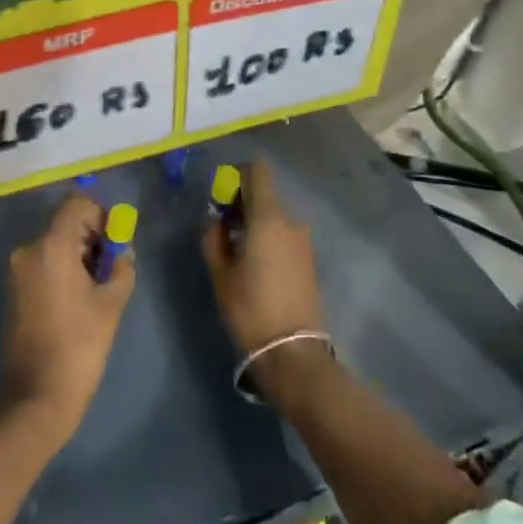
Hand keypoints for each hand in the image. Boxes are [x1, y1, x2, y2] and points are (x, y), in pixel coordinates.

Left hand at [0, 193, 135, 439]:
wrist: (35, 396)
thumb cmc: (79, 346)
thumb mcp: (111, 304)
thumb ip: (121, 268)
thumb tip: (123, 253)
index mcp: (51, 247)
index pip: (77, 204)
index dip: (101, 215)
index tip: (116, 242)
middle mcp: (28, 250)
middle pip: (65, 223)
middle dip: (92, 237)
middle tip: (112, 267)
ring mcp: (17, 271)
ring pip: (54, 243)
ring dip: (79, 254)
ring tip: (98, 287)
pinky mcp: (14, 290)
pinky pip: (43, 263)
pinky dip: (63, 268)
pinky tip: (78, 298)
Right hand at [200, 160, 323, 358]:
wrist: (292, 352)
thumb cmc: (249, 308)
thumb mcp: (220, 273)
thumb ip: (213, 237)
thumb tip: (216, 220)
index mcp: (268, 217)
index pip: (258, 171)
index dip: (237, 174)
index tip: (221, 194)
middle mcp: (291, 221)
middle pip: (265, 194)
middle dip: (241, 203)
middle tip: (222, 228)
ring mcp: (304, 241)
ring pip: (275, 216)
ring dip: (255, 222)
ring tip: (237, 250)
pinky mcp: (309, 259)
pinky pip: (285, 234)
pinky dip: (268, 237)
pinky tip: (255, 264)